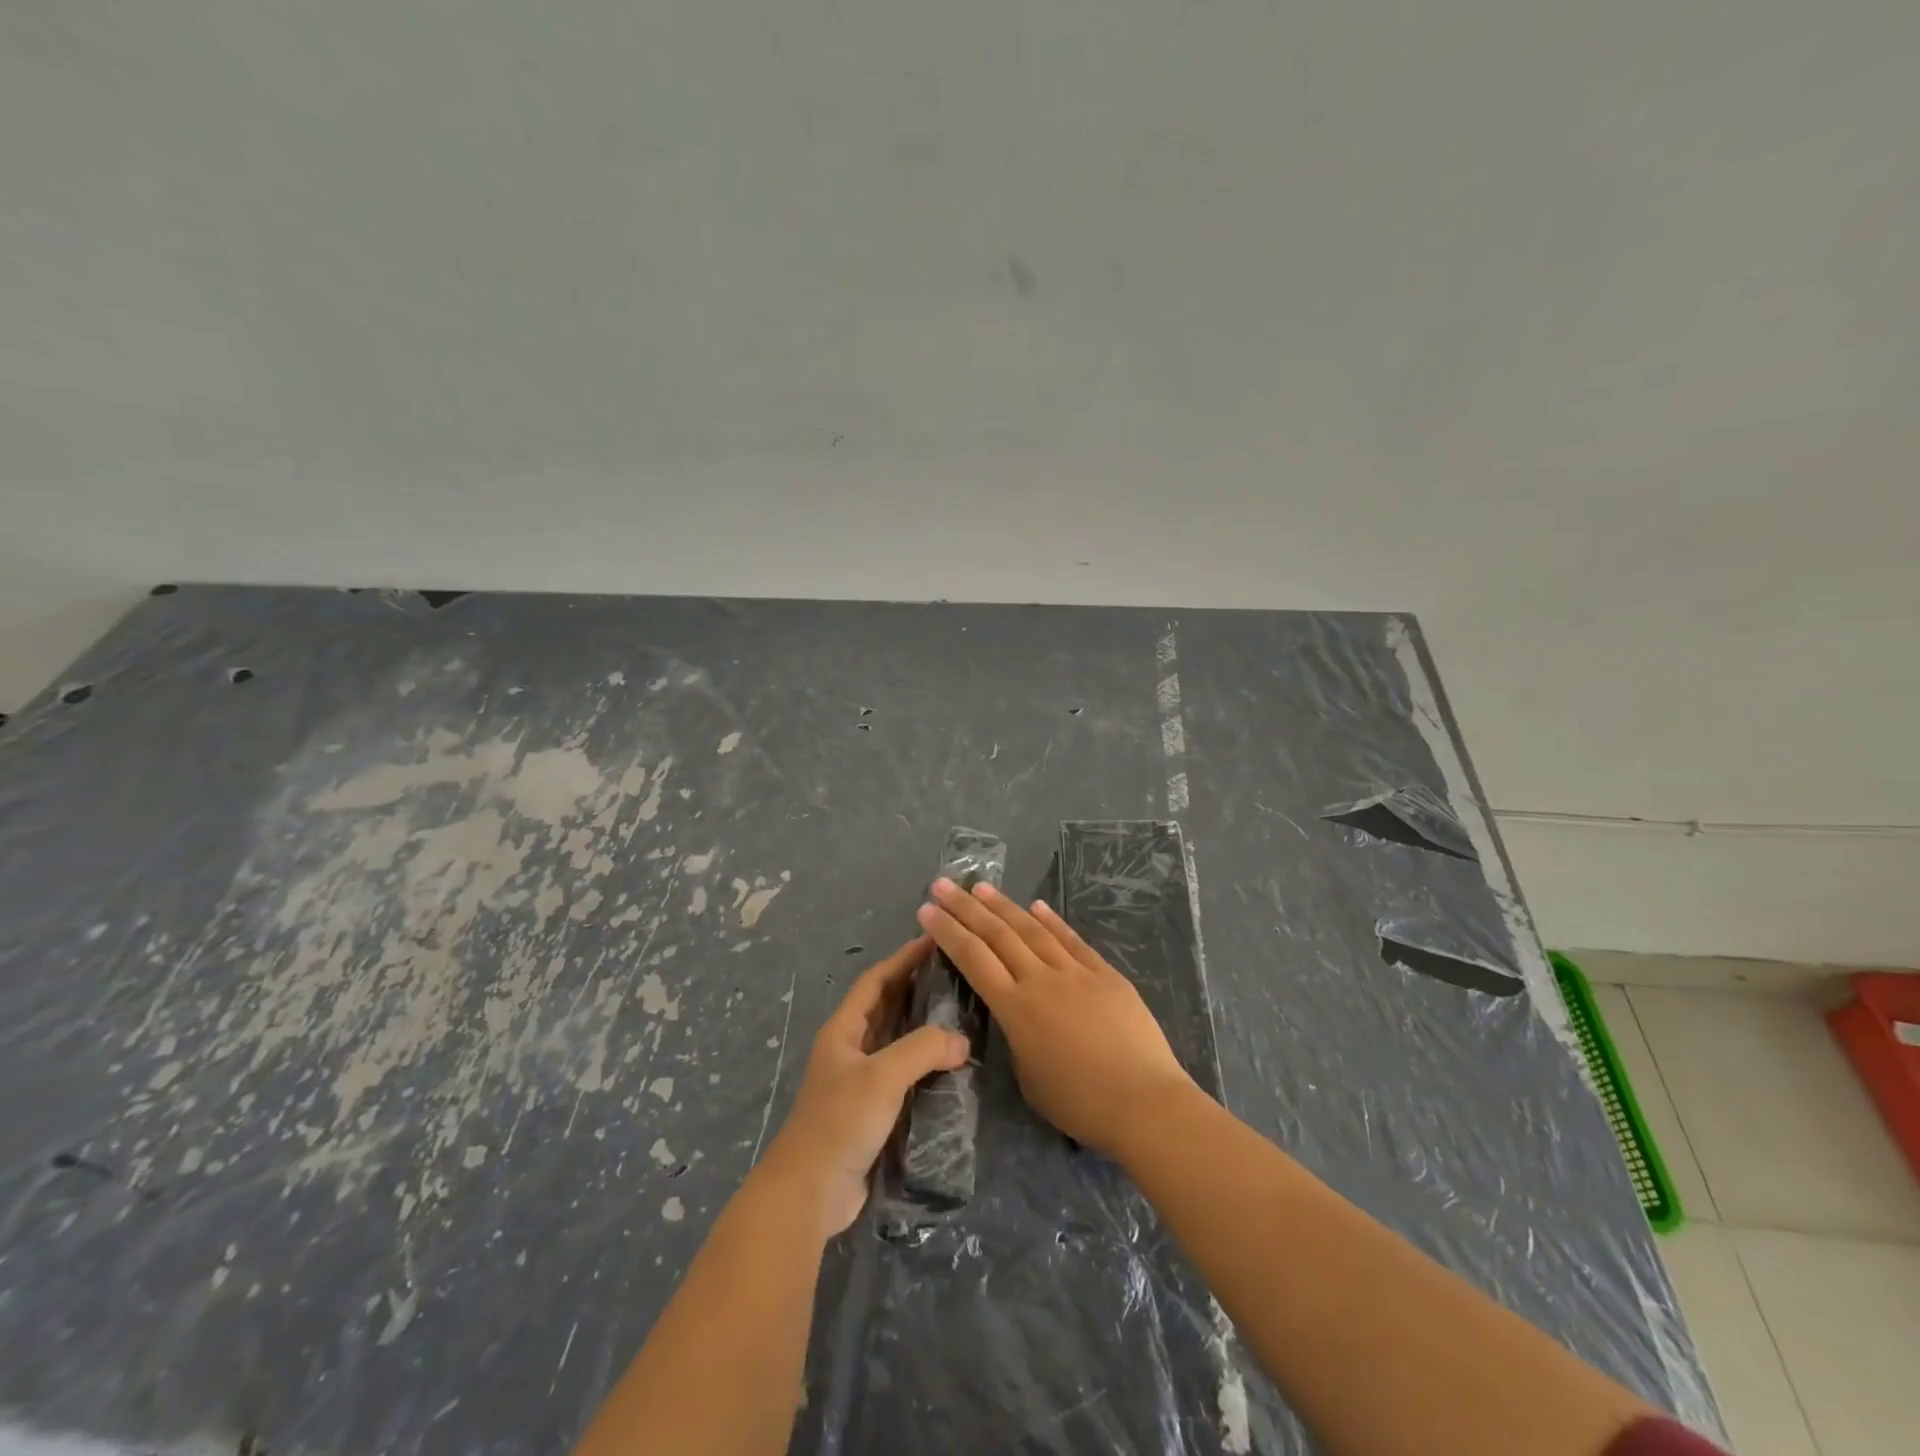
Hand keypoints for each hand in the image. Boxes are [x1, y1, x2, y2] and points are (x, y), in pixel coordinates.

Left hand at [754, 935, 969, 1237]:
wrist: (809, 1192)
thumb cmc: (841, 1122)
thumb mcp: (883, 1076)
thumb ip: (923, 1049)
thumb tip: (962, 1041)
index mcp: (844, 1030)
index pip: (876, 980)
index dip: (903, 958)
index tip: (933, 940)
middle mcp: (849, 1048)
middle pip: (885, 1006)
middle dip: (915, 986)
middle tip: (953, 972)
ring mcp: (858, 1080)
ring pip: (894, 1039)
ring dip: (921, 1024)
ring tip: (958, 1011)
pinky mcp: (870, 1110)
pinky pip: (901, 1073)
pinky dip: (923, 1062)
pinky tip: (948, 1064)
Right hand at [916, 879, 1197, 1158]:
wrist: (1144, 1101)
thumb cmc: (1080, 1104)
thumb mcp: (1029, 1077)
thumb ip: (1016, 1037)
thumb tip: (1018, 1014)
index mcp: (1016, 1009)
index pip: (973, 960)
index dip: (948, 933)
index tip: (927, 911)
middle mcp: (1040, 980)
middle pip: (997, 935)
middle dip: (966, 908)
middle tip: (943, 885)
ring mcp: (1075, 972)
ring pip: (1032, 930)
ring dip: (1003, 906)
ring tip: (981, 886)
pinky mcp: (1105, 973)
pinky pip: (1072, 940)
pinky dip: (1052, 920)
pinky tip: (1037, 905)